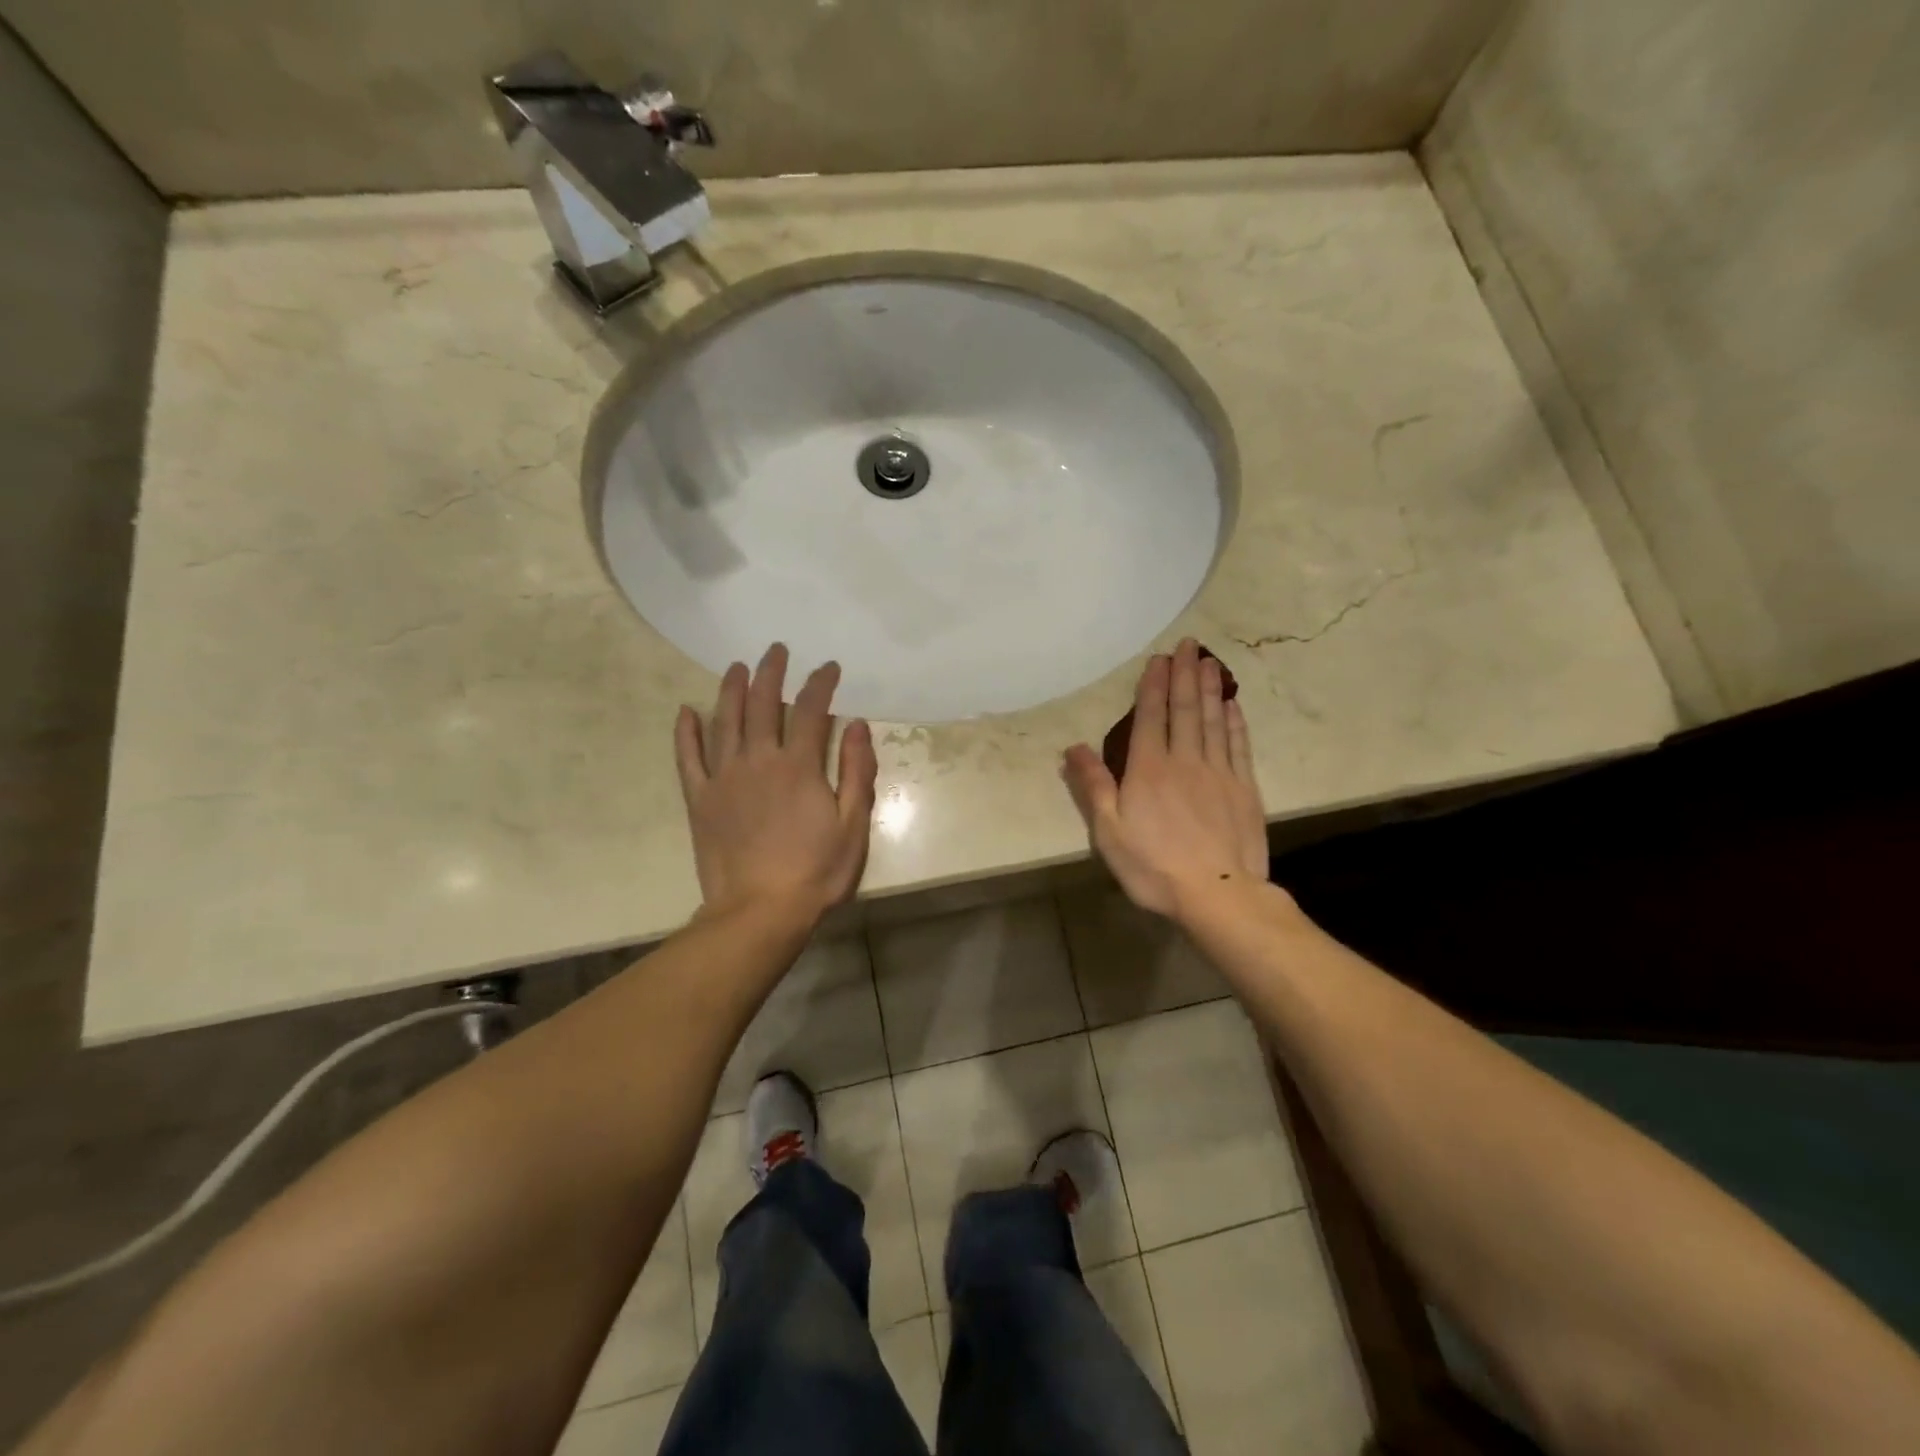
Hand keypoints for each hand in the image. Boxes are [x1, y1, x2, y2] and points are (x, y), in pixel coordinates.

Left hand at [674, 643, 878, 925]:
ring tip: (737, 667)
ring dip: (731, 690)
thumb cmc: (816, 872)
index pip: (812, 710)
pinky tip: (686, 711)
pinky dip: (686, 732)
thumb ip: (857, 772)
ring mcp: (724, 778)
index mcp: (799, 766)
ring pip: (724, 721)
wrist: (759, 912)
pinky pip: (688, 758)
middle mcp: (758, 761)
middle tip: (776, 651)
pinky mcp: (700, 799)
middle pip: (764, 704)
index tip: (829, 667)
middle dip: (772, 673)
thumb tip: (857, 726)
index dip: (821, 683)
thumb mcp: (853, 825)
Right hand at [1062, 638, 1267, 919]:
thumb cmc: (1154, 867)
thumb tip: (1073, 748)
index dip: (1154, 686)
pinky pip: (1238, 746)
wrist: (1218, 894)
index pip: (1150, 717)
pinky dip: (1235, 723)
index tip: (1159, 659)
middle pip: (1185, 710)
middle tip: (1189, 645)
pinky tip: (1233, 706)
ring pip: (1214, 721)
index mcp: (1148, 769)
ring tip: (1210, 662)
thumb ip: (1093, 786)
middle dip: (1185, 674)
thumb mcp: (1109, 832)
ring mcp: (1219, 773)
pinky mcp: (1244, 789)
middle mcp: (1185, 761)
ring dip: (1211, 689)